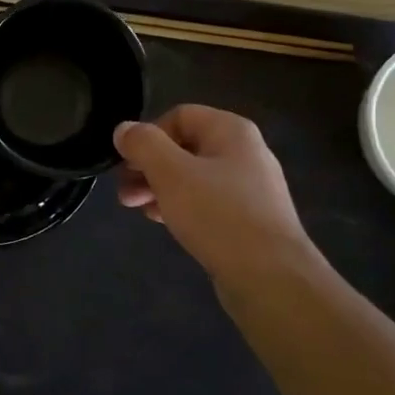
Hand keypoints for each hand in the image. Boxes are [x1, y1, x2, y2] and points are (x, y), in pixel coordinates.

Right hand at [114, 107, 322, 283]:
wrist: (271, 278)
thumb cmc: (218, 215)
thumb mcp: (171, 173)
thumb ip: (143, 145)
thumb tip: (124, 129)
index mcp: (231, 131)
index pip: (179, 115)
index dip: (148, 135)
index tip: (127, 164)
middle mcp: (244, 153)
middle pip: (184, 147)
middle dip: (149, 166)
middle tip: (123, 192)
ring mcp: (250, 188)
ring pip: (193, 177)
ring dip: (160, 188)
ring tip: (136, 209)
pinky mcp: (249, 220)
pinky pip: (207, 203)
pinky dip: (181, 206)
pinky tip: (163, 221)